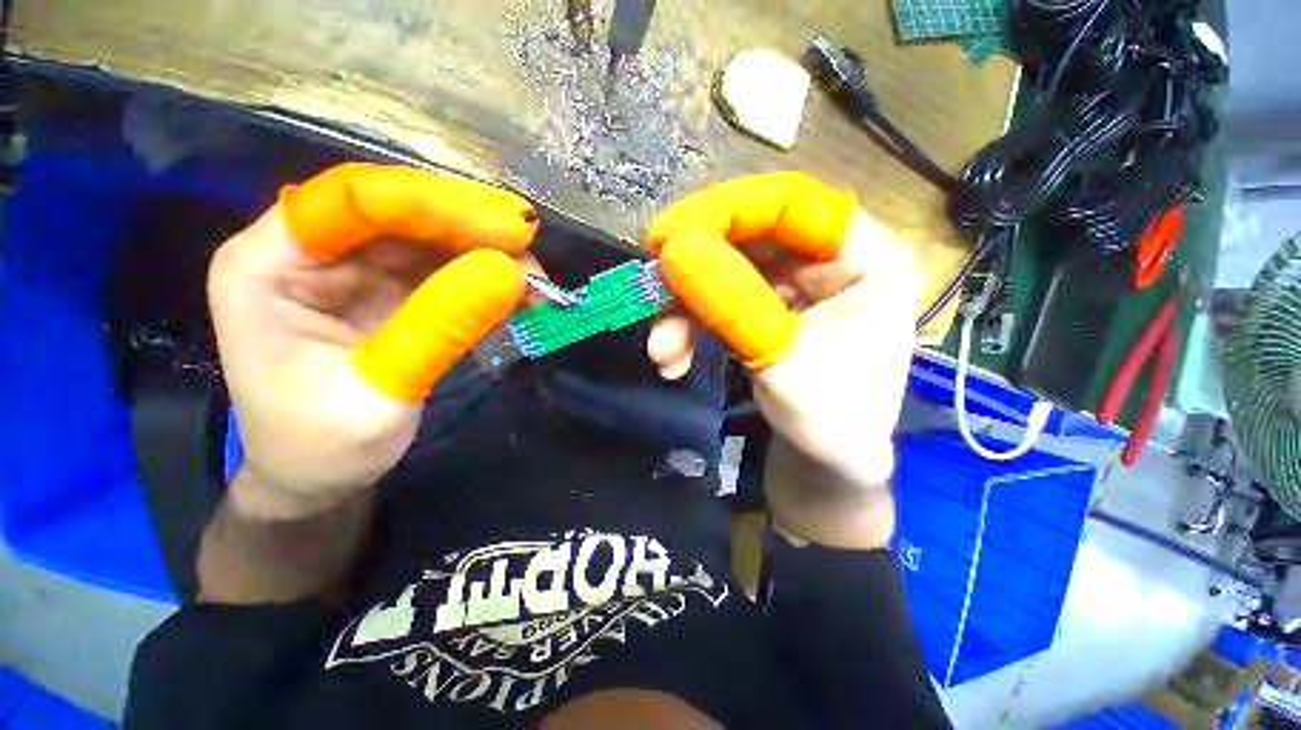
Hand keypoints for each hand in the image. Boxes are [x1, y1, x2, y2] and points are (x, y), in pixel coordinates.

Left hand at [209, 163, 537, 518]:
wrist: (316, 479)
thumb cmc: (323, 448)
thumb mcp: (380, 396)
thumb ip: (440, 329)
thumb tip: (509, 273)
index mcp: (267, 267)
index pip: (350, 200)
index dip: (431, 203)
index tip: (506, 226)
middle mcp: (311, 253)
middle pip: (399, 211)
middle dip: (471, 226)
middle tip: (532, 246)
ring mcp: (354, 270)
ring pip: (431, 237)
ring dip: (489, 255)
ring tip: (537, 284)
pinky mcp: (391, 291)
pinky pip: (446, 269)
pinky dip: (488, 282)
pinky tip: (519, 300)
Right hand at [646, 173, 921, 488]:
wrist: (827, 466)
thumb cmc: (831, 421)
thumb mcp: (782, 362)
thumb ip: (732, 305)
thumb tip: (674, 252)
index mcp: (867, 260)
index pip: (793, 204)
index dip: (729, 211)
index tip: (670, 236)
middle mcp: (830, 261)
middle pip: (750, 237)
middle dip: (695, 271)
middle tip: (653, 290)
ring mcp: (795, 286)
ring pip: (726, 272)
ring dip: (685, 309)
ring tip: (662, 351)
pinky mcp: (767, 309)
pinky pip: (721, 301)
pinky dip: (692, 326)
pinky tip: (673, 360)